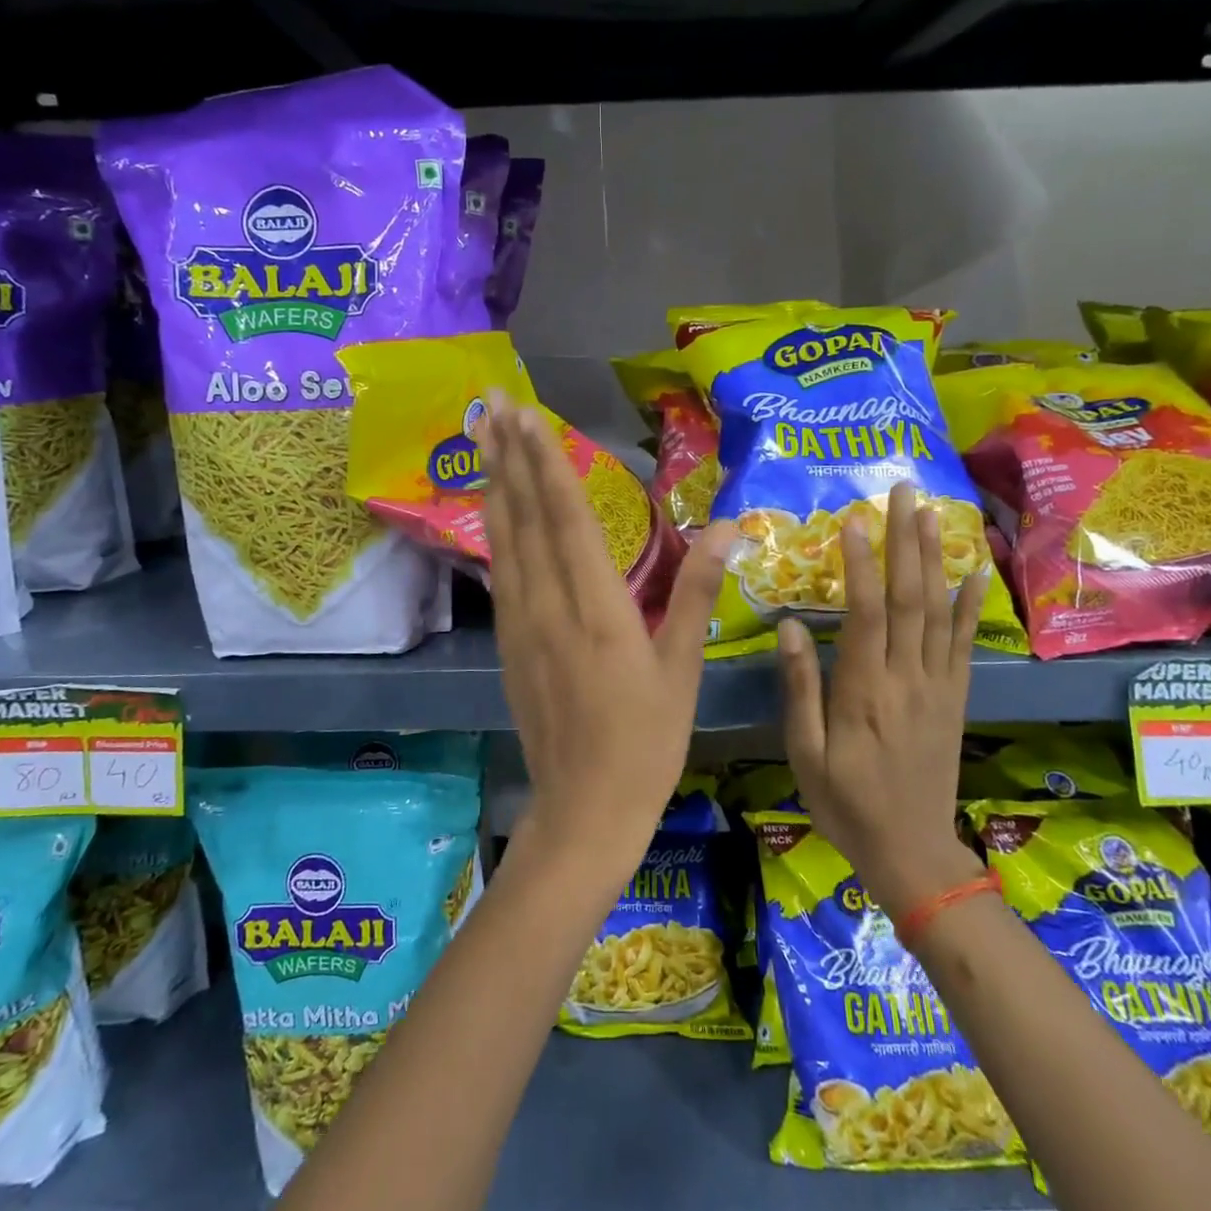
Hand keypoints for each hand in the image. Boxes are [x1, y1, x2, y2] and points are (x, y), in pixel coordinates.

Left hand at [481, 393, 734, 873]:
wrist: (585, 808)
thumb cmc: (647, 740)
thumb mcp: (682, 666)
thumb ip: (697, 590)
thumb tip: (728, 526)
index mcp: (598, 608)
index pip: (567, 518)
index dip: (547, 463)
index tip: (527, 416)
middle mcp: (549, 606)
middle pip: (524, 517)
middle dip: (508, 455)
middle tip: (490, 402)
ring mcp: (521, 624)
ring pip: (504, 540)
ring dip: (493, 484)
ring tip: (482, 438)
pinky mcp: (509, 643)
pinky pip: (500, 572)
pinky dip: (495, 530)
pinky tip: (492, 510)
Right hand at [776, 483, 989, 916]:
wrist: (912, 852)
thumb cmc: (846, 803)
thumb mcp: (805, 754)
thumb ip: (800, 689)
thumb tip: (790, 627)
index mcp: (864, 691)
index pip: (865, 613)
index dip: (861, 563)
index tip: (855, 520)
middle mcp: (907, 678)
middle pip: (909, 598)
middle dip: (905, 540)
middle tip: (903, 491)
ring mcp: (938, 685)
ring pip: (938, 610)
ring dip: (934, 557)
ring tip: (932, 512)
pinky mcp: (955, 697)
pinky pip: (966, 643)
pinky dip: (972, 604)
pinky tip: (975, 570)